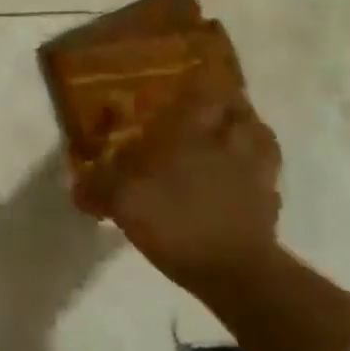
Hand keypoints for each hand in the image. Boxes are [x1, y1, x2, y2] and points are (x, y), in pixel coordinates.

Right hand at [77, 58, 282, 290]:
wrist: (235, 272)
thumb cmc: (177, 221)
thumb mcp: (123, 202)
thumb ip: (99, 188)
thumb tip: (78, 185)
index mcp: (196, 132)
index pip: (206, 92)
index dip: (202, 82)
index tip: (191, 78)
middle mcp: (230, 143)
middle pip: (240, 110)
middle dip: (228, 104)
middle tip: (209, 108)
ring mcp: (256, 173)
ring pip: (260, 138)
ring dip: (248, 132)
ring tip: (230, 138)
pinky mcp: (270, 204)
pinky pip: (266, 175)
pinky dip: (255, 171)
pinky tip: (240, 180)